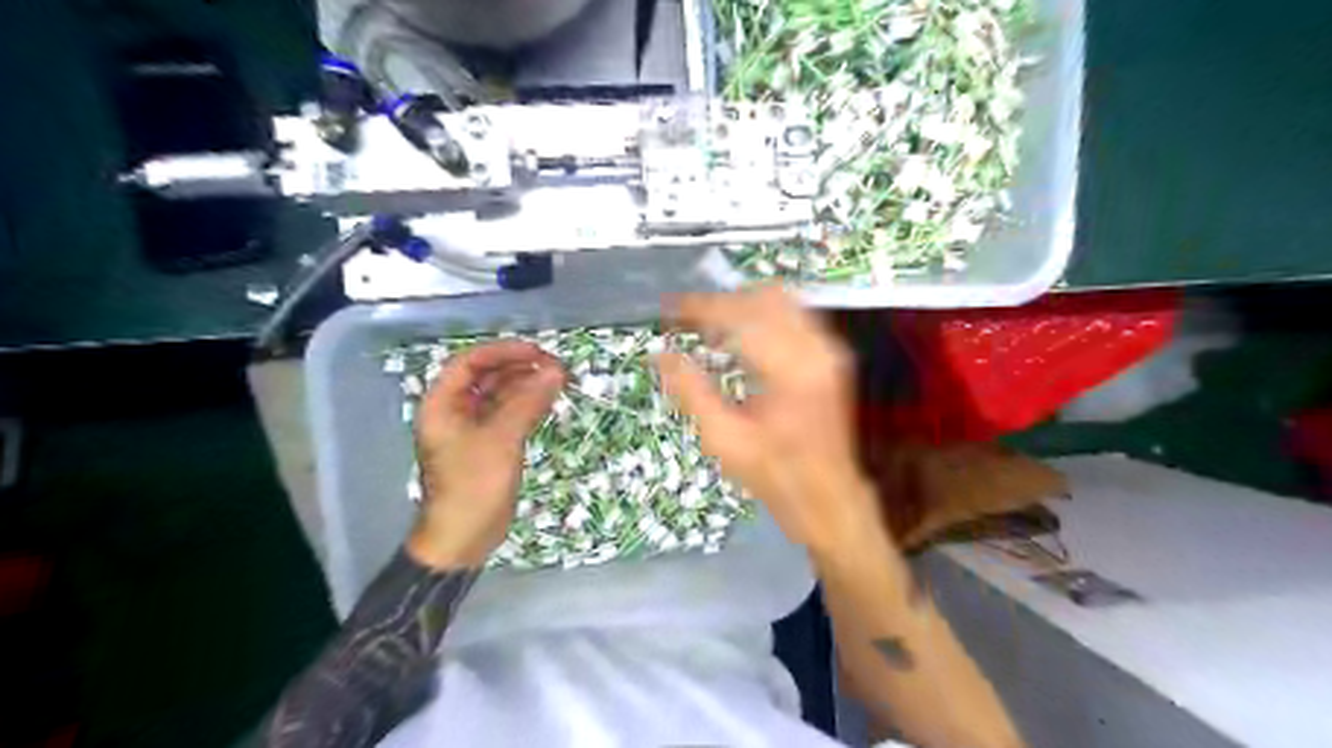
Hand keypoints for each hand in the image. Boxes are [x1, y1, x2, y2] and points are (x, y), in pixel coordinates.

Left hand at [412, 343, 566, 569]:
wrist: (464, 538)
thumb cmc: (474, 485)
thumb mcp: (501, 439)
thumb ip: (528, 401)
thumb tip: (557, 371)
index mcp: (443, 405)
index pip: (470, 363)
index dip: (502, 352)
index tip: (536, 352)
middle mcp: (455, 412)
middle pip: (486, 377)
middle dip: (519, 368)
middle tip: (554, 366)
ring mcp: (472, 430)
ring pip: (500, 396)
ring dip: (526, 386)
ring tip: (558, 381)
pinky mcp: (488, 445)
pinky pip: (508, 415)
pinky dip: (527, 406)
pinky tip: (549, 401)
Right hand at [656, 288, 882, 552]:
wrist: (828, 497)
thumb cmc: (774, 475)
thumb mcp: (724, 440)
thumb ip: (690, 392)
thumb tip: (659, 354)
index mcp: (791, 370)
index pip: (741, 316)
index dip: (700, 307)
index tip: (668, 308)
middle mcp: (816, 348)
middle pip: (762, 297)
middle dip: (720, 302)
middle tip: (685, 318)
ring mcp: (829, 349)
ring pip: (780, 300)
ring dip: (741, 305)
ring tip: (708, 325)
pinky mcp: (831, 355)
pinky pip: (793, 314)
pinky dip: (761, 315)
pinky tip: (739, 337)